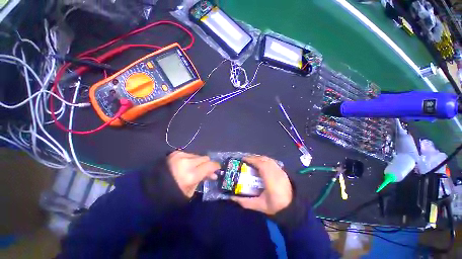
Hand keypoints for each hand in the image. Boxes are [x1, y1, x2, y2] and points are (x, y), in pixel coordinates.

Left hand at [167, 151, 219, 197]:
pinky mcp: (176, 152)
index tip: (218, 168)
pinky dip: (191, 159)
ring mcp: (180, 155)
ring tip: (195, 169)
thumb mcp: (191, 190)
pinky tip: (187, 165)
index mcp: (190, 175)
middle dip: (207, 164)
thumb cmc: (172, 194)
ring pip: (198, 155)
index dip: (216, 166)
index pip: (210, 165)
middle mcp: (187, 162)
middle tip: (207, 170)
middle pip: (205, 158)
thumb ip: (203, 178)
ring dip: (199, 162)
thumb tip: (213, 173)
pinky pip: (190, 154)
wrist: (151, 188)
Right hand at [231, 156, 292, 214]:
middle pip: (264, 160)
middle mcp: (276, 173)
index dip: (252, 160)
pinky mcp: (283, 171)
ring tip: (252, 161)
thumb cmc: (276, 206)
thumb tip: (232, 197)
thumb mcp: (260, 206)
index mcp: (271, 180)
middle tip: (245, 160)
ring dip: (259, 158)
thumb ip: (245, 202)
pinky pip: (272, 161)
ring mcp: (281, 171)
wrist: (293, 207)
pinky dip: (265, 160)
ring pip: (269, 159)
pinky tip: (261, 164)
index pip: (261, 165)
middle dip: (254, 157)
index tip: (243, 159)